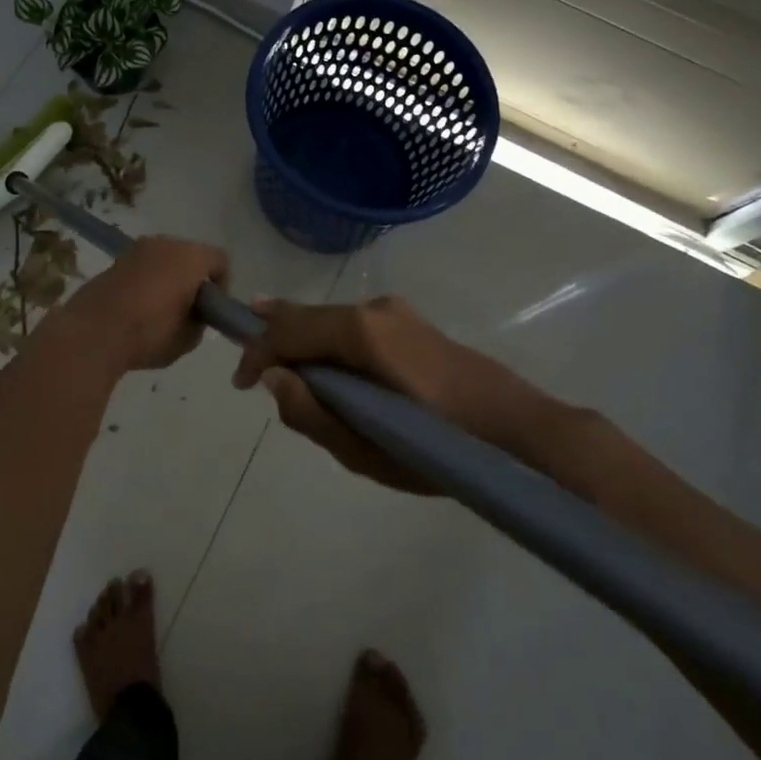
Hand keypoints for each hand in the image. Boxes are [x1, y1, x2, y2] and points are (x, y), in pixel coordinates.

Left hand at [44, 236, 229, 375]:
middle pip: (191, 255)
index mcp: (191, 256)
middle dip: (193, 278)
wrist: (93, 332)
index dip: (222, 284)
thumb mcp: (188, 339)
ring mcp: (137, 249)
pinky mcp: (115, 261)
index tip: (213, 309)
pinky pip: (142, 267)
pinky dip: (146, 281)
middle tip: (189, 309)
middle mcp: (165, 243)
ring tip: (161, 310)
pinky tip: (138, 308)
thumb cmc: (149, 333)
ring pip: (164, 259)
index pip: (220, 261)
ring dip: (168, 278)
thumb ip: (199, 322)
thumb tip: (194, 316)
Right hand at [232, 295, 614, 497]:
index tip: (240, 383)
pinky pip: (355, 328)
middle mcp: (374, 308)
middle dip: (277, 340)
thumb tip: (273, 378)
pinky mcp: (412, 325)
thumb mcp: (368, 451)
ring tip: (287, 371)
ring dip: (305, 342)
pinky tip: (332, 369)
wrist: (520, 429)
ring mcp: (396, 312)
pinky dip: (331, 343)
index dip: (257, 352)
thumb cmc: (443, 447)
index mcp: (361, 331)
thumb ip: (313, 414)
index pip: (289, 329)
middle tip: (253, 371)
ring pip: (331, 320)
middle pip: (308, 317)